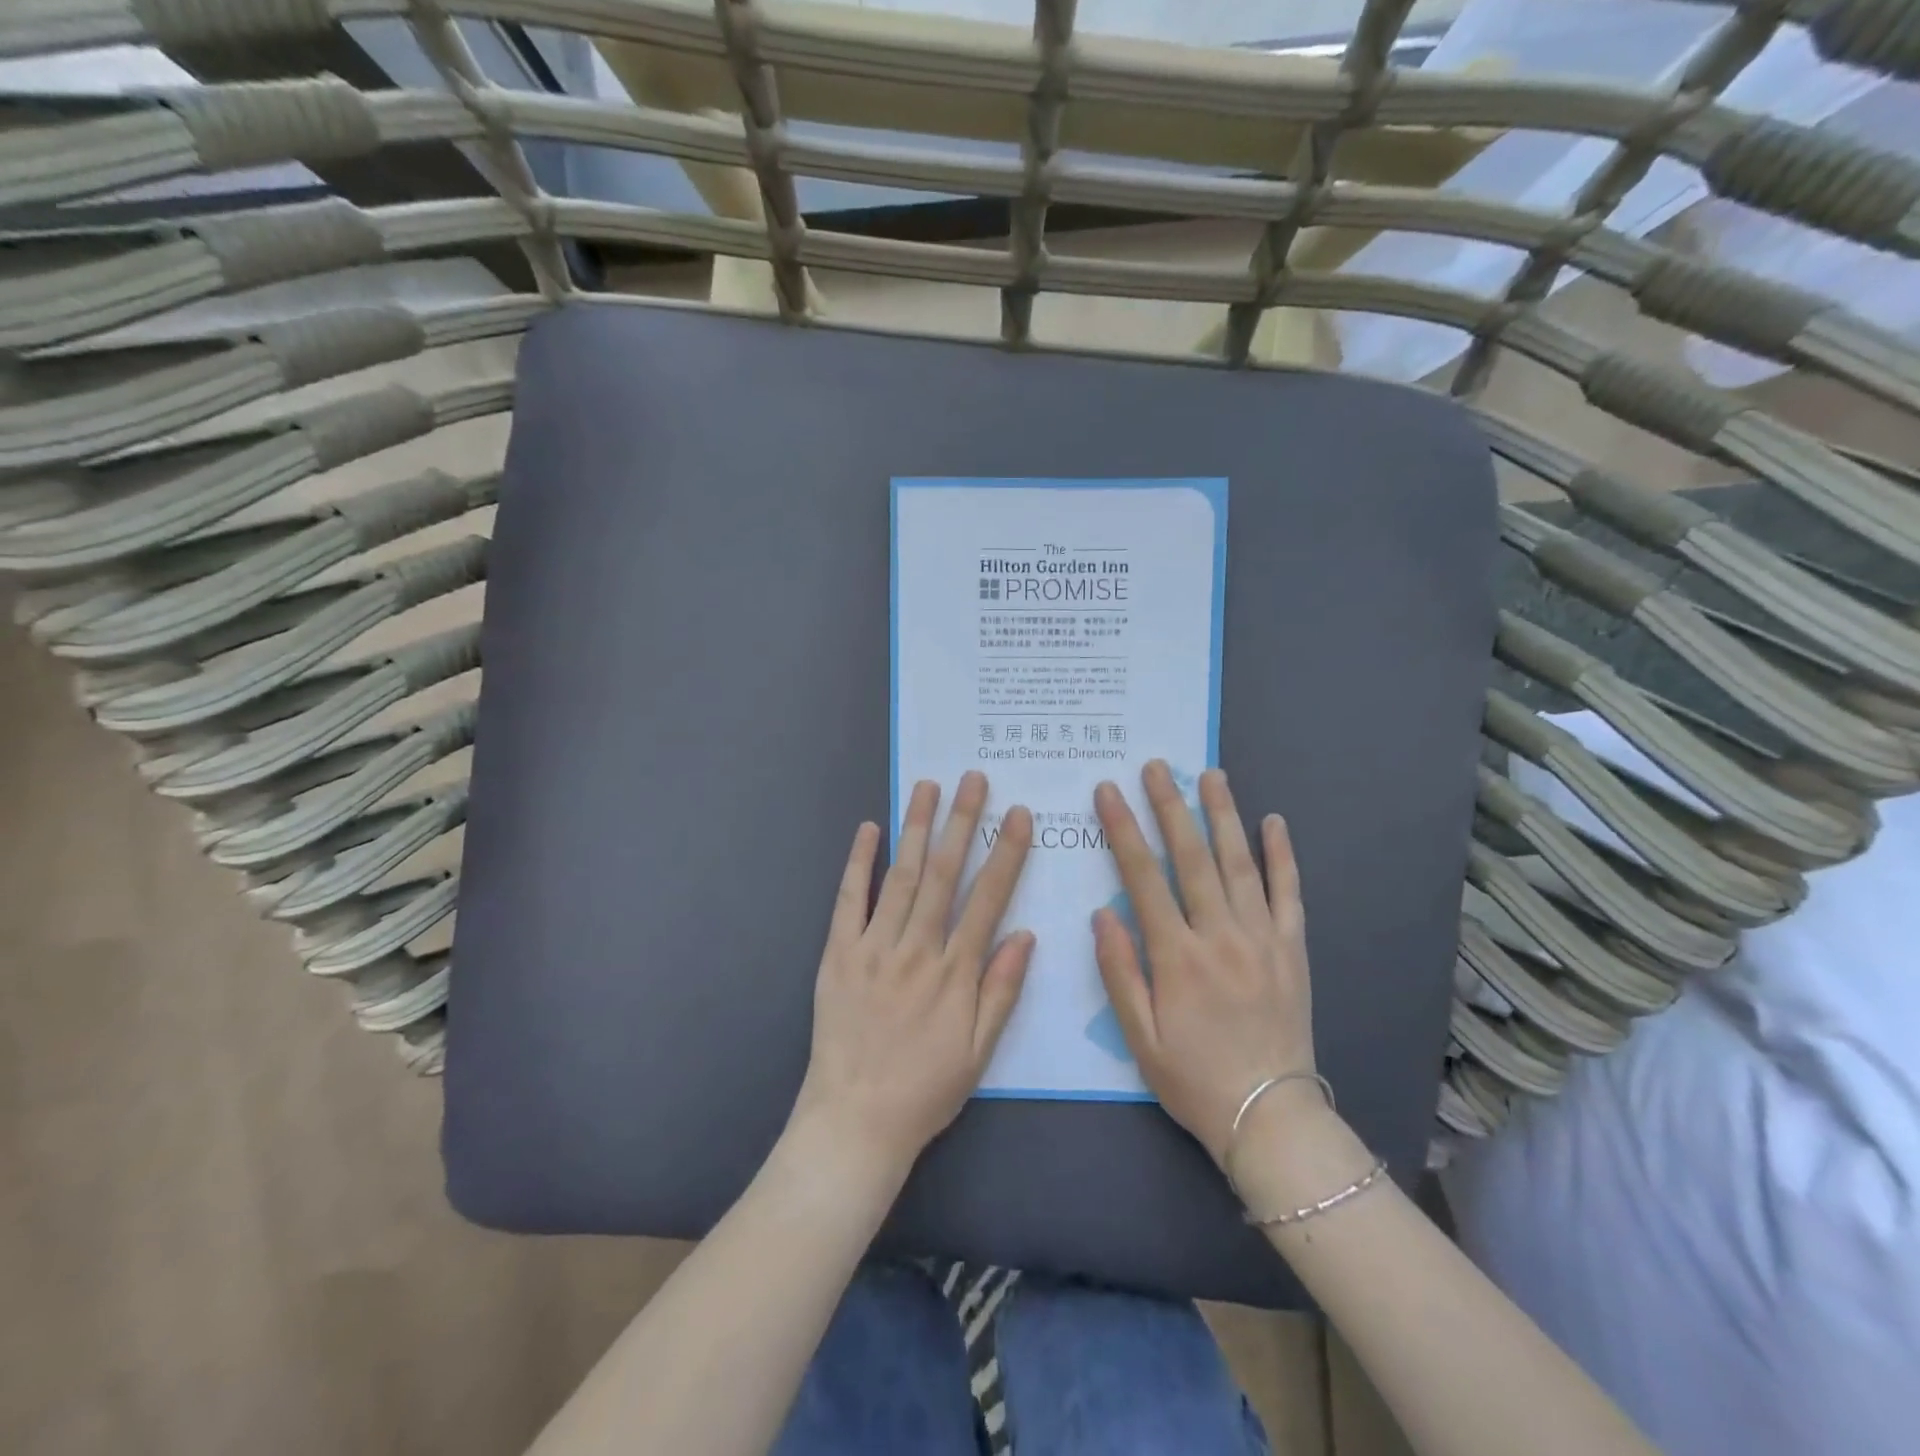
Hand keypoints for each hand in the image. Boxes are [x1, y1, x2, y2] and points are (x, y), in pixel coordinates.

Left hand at [791, 771, 1034, 1185]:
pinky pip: (849, 900)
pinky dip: (859, 862)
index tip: (1018, 815)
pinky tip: (869, 829)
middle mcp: (916, 948)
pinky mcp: (838, 953)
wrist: (855, 1120)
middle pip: (944, 874)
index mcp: (955, 972)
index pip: (987, 899)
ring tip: (928, 787)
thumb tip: (1025, 934)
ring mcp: (874, 946)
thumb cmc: (925, 1088)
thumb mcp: (979, 1050)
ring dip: (916, 827)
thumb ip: (1002, 989)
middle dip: (962, 822)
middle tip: (974, 779)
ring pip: (901, 875)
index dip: (1006, 854)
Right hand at [1092, 762, 1316, 1165]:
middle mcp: (1220, 935)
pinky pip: (1289, 893)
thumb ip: (1119, 971)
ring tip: (1211, 775)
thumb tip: (1103, 913)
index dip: (1124, 829)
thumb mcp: (1140, 1037)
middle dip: (1170, 806)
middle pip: (1192, 857)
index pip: (1144, 877)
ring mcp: (1262, 939)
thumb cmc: (1194, 1079)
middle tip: (1156, 766)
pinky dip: (1282, 856)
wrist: (1269, 1116)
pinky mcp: (1293, 949)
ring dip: (1223, 815)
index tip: (1109, 791)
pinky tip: (1274, 822)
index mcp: (1177, 956)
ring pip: (1240, 863)